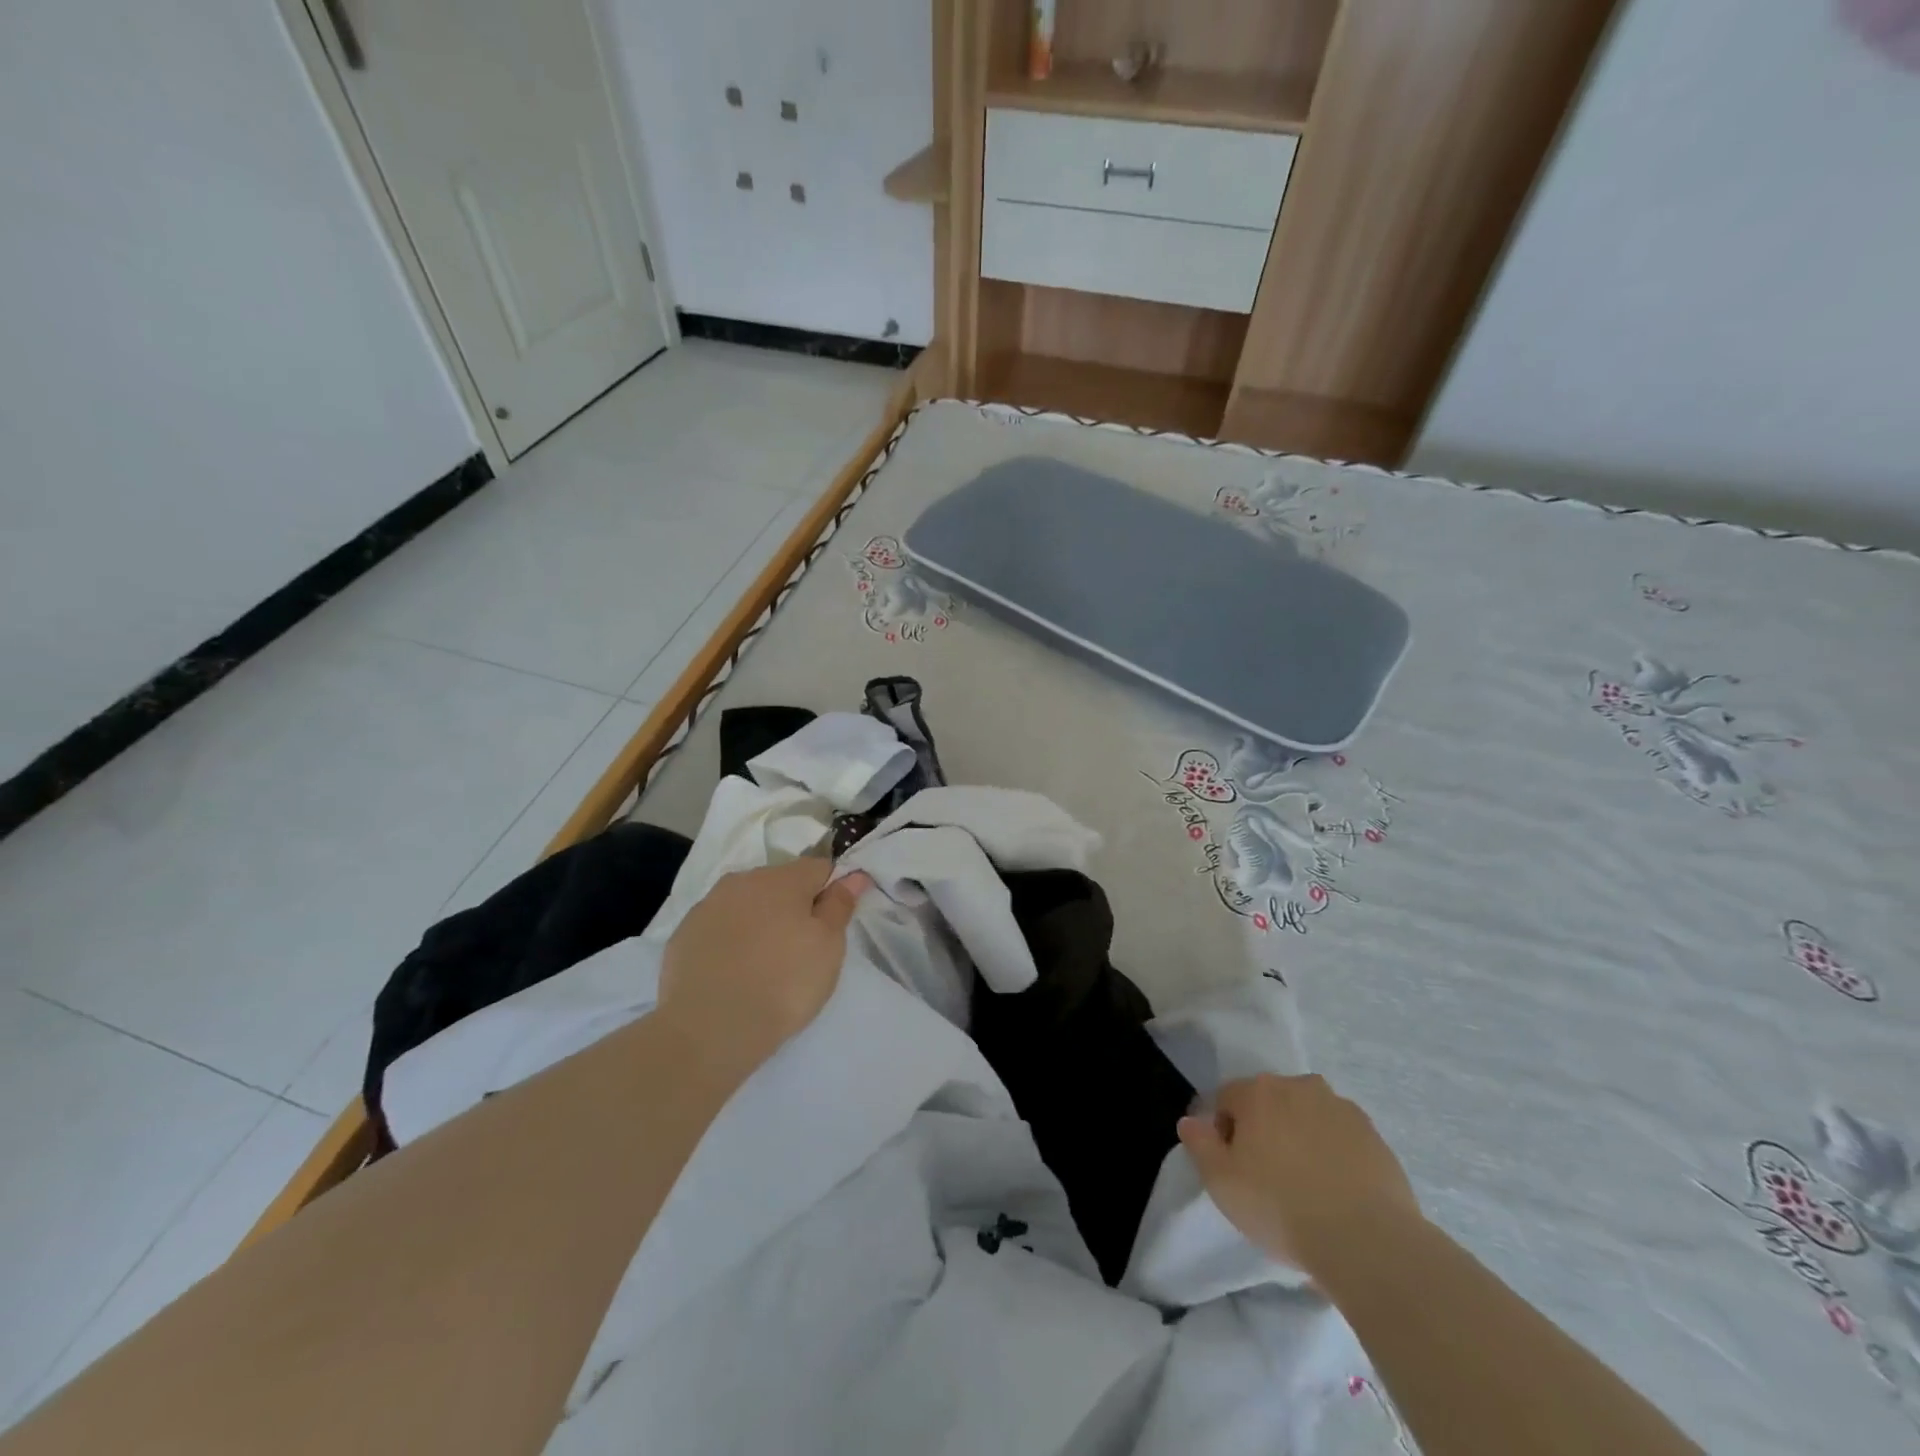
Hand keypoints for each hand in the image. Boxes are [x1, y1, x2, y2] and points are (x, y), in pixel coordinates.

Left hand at [658, 859, 871, 1070]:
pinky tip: (733, 972)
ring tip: (764, 962)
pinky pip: (718, 928)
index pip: (819, 867)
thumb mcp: (828, 947)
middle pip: (780, 882)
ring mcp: (708, 906)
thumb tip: (853, 875)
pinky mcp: (683, 935)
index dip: (831, 890)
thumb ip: (840, 905)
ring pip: (746, 903)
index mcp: (782, 878)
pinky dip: (730, 940)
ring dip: (759, 920)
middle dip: (793, 905)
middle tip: (801, 948)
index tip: (832, 924)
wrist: (709, 1029)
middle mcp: (742, 881)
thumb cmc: (783, 983)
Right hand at [1178, 1073, 1421, 1281]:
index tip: (1235, 1169)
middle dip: (1265, 1130)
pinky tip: (1338, 1191)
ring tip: (1307, 1186)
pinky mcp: (1374, 1135)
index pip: (1227, 1099)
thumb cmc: (1281, 1207)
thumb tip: (1190, 1121)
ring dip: (1301, 1137)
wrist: (1367, 1241)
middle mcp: (1298, 1086)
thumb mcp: (1221, 1182)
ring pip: (1307, 1116)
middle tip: (1269, 1177)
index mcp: (1257, 1091)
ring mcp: (1341, 1108)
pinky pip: (1341, 1137)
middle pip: (1269, 1103)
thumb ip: (1200, 1144)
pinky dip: (1335, 1153)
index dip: (1225, 1133)